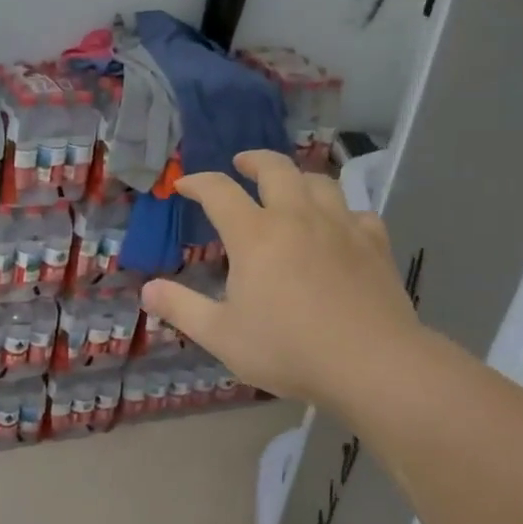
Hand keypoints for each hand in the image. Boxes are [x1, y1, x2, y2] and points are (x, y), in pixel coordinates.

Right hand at [140, 151, 421, 407]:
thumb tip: (147, 289)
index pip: (219, 191)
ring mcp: (341, 226)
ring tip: (289, 187)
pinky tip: (339, 226)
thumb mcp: (221, 335)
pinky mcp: (375, 244)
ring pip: (319, 182)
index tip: (183, 185)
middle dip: (253, 160)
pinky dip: (341, 211)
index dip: (197, 183)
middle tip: (241, 164)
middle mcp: (297, 217)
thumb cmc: (288, 349)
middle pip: (275, 168)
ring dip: (298, 177)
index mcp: (255, 235)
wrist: (372, 364)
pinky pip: (357, 212)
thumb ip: (181, 308)